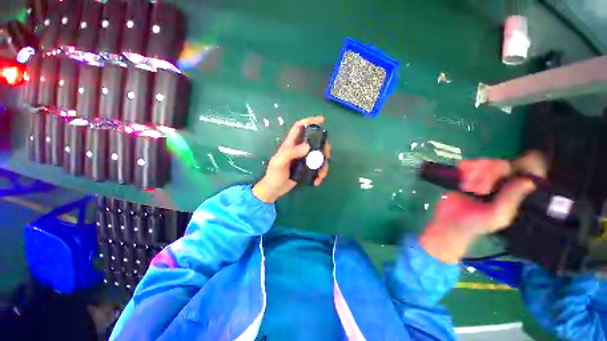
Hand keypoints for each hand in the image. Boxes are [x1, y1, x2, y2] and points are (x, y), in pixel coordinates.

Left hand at [252, 116, 330, 202]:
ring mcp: (304, 159)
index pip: (300, 127)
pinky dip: (320, 173)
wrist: (274, 190)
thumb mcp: (279, 163)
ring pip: (319, 155)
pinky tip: (317, 181)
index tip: (322, 120)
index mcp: (290, 144)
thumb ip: (290, 153)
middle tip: (326, 156)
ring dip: (323, 164)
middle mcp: (299, 149)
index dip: (310, 121)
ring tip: (321, 175)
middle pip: (315, 141)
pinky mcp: (307, 168)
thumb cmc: (274, 175)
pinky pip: (318, 167)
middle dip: (323, 147)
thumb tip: (308, 146)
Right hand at [419, 151, 546, 263]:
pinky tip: (462, 179)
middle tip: (480, 186)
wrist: (450, 222)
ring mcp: (484, 177)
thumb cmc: (476, 223)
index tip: (514, 166)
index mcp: (515, 193)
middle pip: (504, 164)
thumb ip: (510, 199)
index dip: (527, 165)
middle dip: (491, 173)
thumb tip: (528, 181)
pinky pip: (470, 164)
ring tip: (467, 186)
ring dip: (476, 172)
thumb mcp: (497, 216)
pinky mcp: (467, 175)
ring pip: (487, 162)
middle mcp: (502, 183)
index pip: (529, 172)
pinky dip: (465, 168)